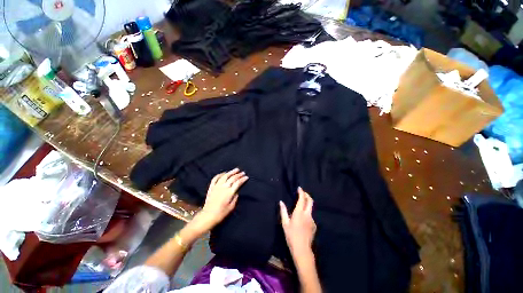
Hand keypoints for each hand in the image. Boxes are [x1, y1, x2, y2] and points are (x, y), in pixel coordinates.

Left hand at [191, 168, 247, 232]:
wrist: (208, 216)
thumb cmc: (221, 213)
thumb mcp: (231, 207)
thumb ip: (235, 198)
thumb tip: (237, 192)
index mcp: (229, 192)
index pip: (238, 183)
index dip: (243, 179)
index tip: (246, 177)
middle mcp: (224, 187)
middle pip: (232, 178)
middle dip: (239, 174)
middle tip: (243, 172)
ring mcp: (217, 186)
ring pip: (225, 176)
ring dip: (231, 172)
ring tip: (236, 169)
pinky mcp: (211, 187)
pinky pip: (215, 178)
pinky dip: (220, 174)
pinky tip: (224, 173)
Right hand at [280, 187, 316, 255]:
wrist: (302, 249)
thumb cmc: (291, 236)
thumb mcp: (285, 223)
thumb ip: (283, 211)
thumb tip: (281, 202)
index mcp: (299, 213)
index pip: (302, 199)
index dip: (301, 192)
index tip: (299, 188)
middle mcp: (307, 214)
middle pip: (310, 201)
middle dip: (307, 195)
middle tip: (303, 193)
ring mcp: (312, 220)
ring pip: (311, 208)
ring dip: (307, 204)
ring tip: (301, 206)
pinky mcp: (314, 225)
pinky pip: (310, 216)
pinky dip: (307, 213)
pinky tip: (302, 219)